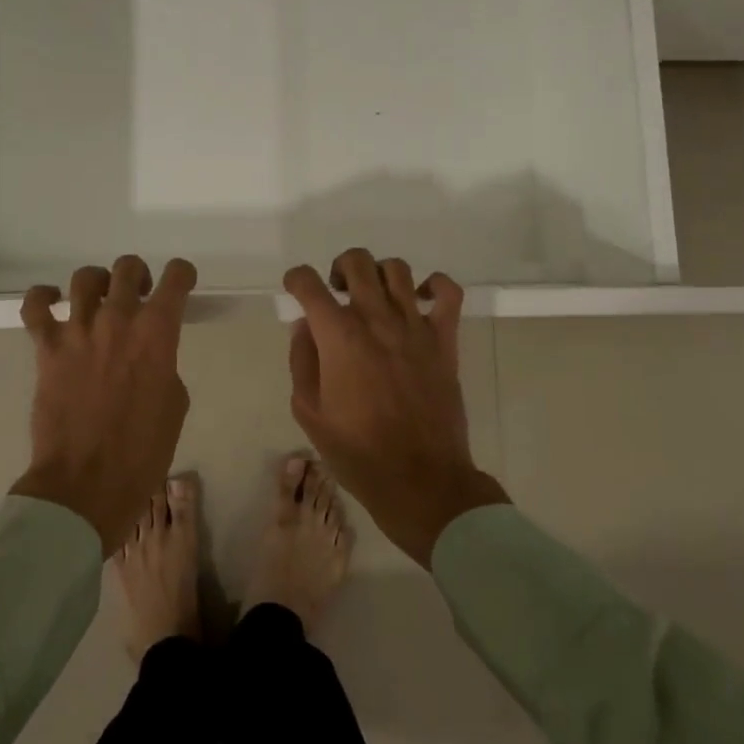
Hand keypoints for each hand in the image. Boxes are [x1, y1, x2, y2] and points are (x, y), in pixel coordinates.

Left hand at [11, 256, 197, 555]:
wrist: (86, 485)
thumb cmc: (142, 452)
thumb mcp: (174, 404)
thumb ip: (164, 365)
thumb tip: (149, 356)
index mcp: (157, 333)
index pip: (176, 278)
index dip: (183, 274)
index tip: (181, 283)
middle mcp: (118, 320)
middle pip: (128, 268)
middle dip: (138, 275)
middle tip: (139, 295)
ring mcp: (78, 331)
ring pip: (85, 277)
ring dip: (97, 283)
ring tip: (98, 301)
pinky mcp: (47, 348)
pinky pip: (35, 306)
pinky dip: (43, 297)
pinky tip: (52, 303)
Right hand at [284, 250, 509, 566]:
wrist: (421, 481)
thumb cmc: (358, 453)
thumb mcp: (310, 413)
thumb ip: (302, 361)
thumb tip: (305, 327)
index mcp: (338, 337)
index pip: (309, 283)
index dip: (296, 280)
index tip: (295, 290)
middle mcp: (376, 319)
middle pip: (356, 262)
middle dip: (338, 268)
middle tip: (337, 294)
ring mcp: (414, 326)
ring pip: (396, 269)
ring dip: (379, 274)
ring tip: (374, 297)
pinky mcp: (445, 339)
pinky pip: (448, 292)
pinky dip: (434, 285)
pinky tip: (420, 300)